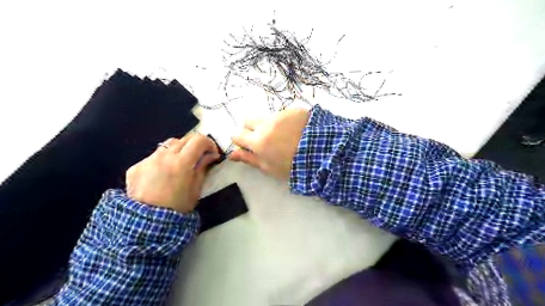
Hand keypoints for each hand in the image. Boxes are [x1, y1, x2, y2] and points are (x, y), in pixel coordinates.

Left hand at [126, 136, 219, 213]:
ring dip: (178, 150)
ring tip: (180, 164)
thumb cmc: (178, 207)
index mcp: (181, 163)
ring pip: (167, 145)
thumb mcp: (196, 188)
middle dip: (195, 145)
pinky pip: (153, 156)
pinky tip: (163, 174)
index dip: (209, 143)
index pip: (198, 140)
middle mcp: (163, 156)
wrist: (148, 224)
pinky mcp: (136, 167)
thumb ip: (203, 167)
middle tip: (199, 156)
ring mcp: (148, 160)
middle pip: (184, 139)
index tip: (212, 152)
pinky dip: (163, 160)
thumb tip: (211, 155)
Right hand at [229, 107, 307, 179]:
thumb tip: (231, 155)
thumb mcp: (269, 167)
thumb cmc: (293, 166)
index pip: (237, 135)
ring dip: (269, 124)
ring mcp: (280, 115)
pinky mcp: (293, 110)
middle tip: (262, 138)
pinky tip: (296, 130)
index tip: (247, 145)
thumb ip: (249, 159)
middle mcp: (265, 124)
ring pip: (266, 117)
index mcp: (258, 141)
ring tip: (283, 135)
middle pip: (248, 120)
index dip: (240, 140)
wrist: (322, 153)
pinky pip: (283, 114)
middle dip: (250, 128)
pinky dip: (285, 121)